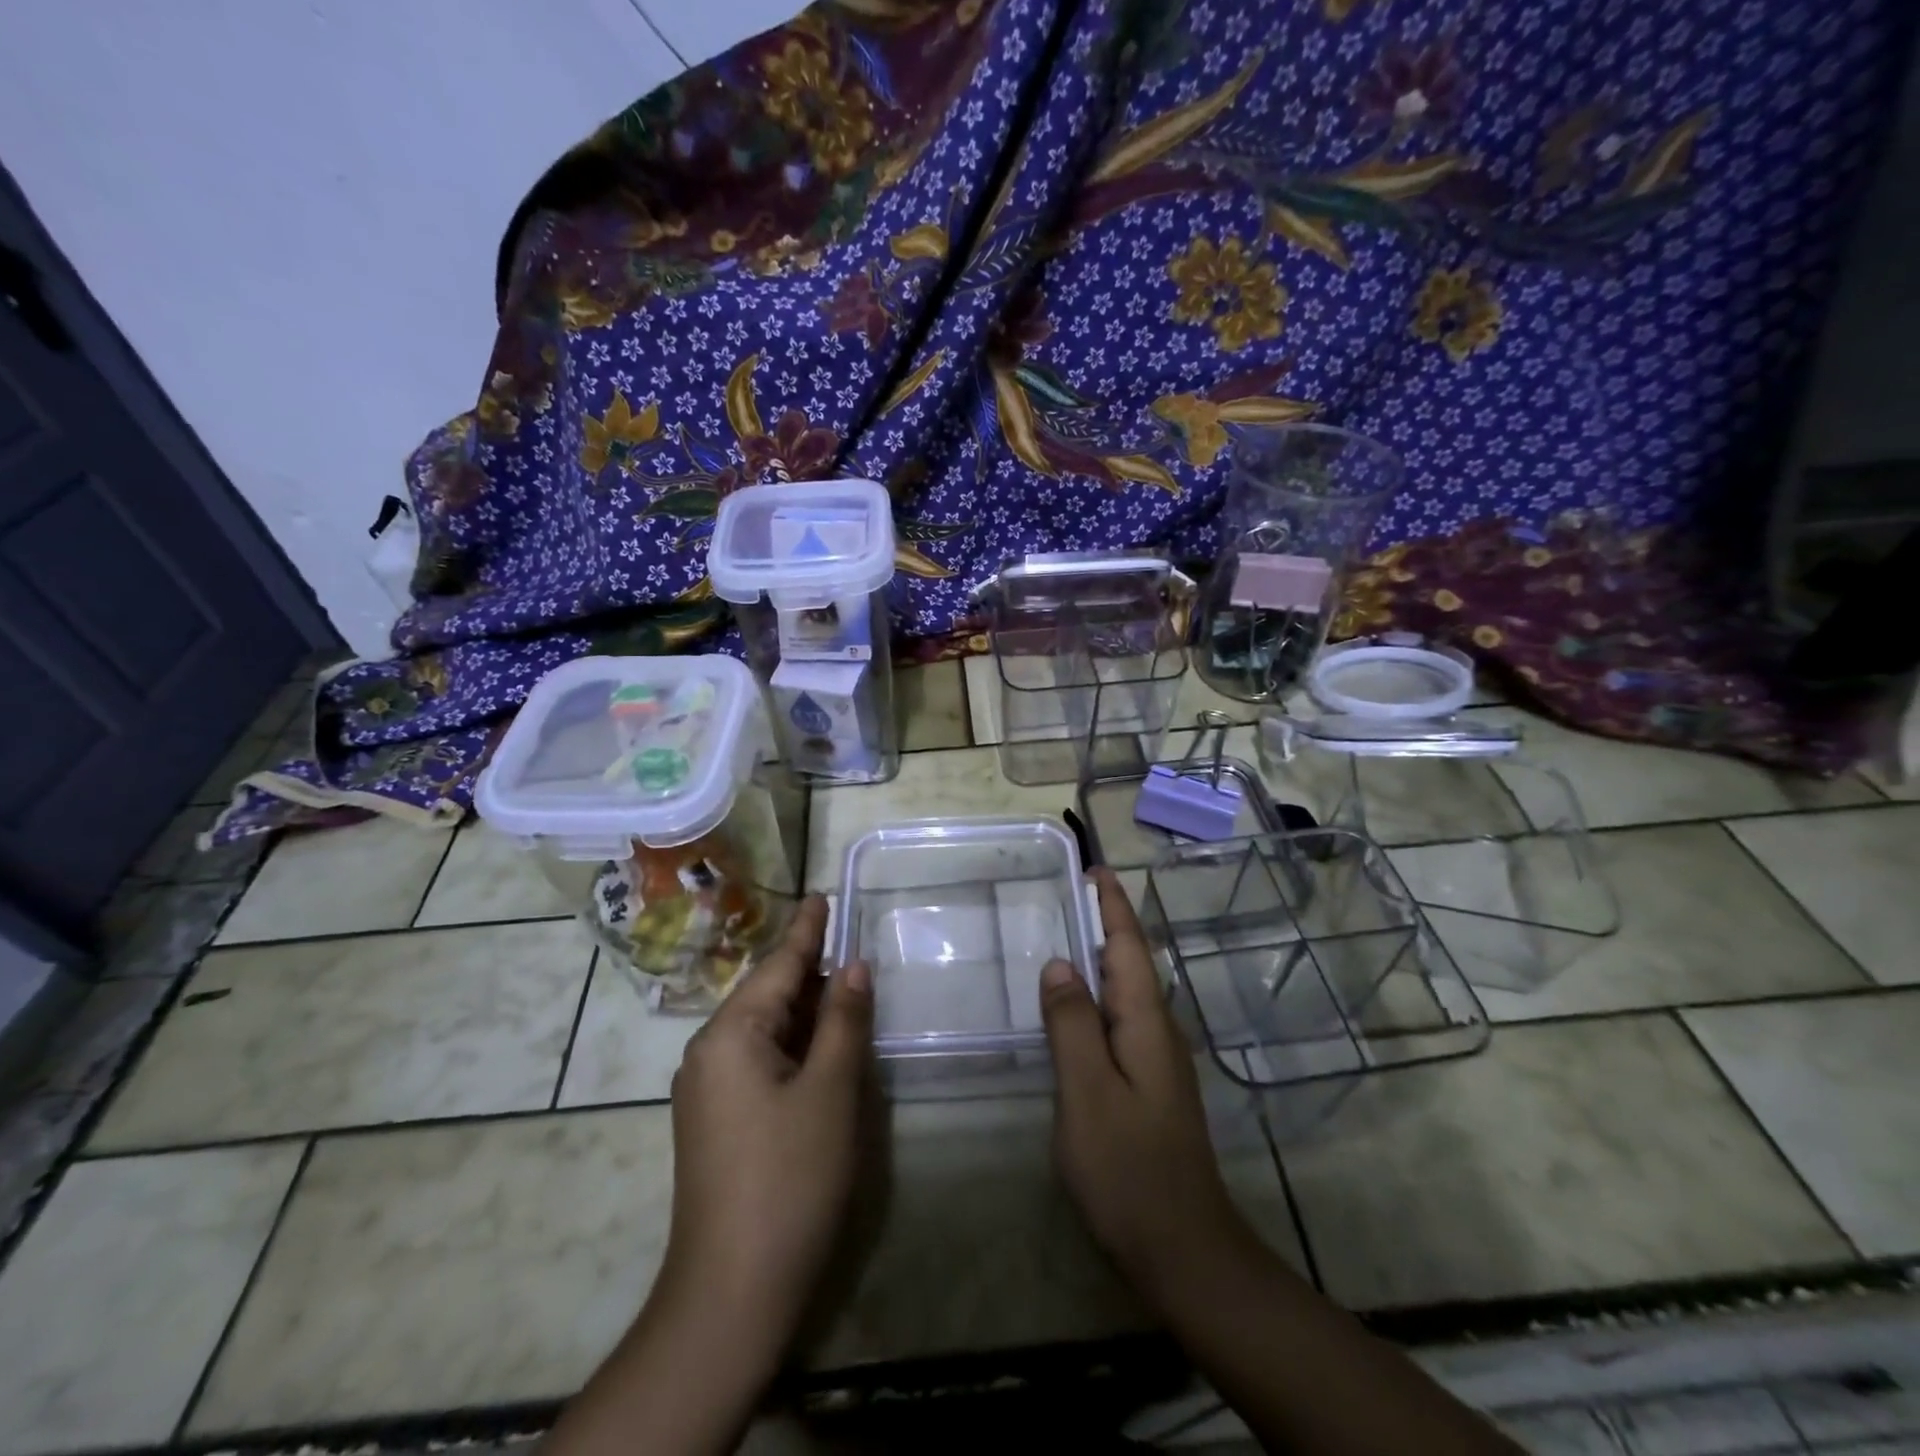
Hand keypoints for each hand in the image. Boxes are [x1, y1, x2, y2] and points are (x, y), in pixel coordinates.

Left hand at [661, 896, 872, 1347]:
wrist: (731, 1292)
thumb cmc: (789, 1177)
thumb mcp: (830, 1091)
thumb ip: (843, 1020)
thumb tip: (853, 966)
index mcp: (730, 1035)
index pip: (778, 965)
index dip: (808, 930)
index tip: (823, 895)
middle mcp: (709, 1052)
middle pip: (769, 994)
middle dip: (812, 972)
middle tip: (854, 949)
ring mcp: (708, 1090)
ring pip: (766, 1029)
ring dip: (807, 1012)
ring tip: (847, 990)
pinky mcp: (716, 1121)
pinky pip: (759, 1060)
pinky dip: (795, 1045)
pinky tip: (823, 1047)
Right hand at [1039, 869, 1252, 1301]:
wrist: (1183, 1249)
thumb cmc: (1129, 1168)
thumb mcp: (1088, 1092)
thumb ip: (1071, 1025)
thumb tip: (1058, 963)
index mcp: (1146, 1022)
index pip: (1129, 946)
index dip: (1113, 905)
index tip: (1095, 868)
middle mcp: (1158, 1031)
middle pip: (1131, 962)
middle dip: (1106, 923)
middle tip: (1068, 894)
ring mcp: (1157, 1060)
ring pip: (1127, 991)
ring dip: (1102, 957)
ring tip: (1066, 935)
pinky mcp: (1148, 1084)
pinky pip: (1120, 1020)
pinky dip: (1098, 996)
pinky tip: (1075, 1007)